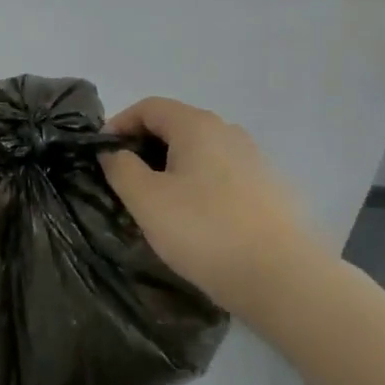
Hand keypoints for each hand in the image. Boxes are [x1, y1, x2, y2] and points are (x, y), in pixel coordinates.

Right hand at [100, 97, 326, 312]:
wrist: (283, 278)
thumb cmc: (204, 231)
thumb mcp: (146, 200)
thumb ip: (121, 168)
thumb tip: (114, 152)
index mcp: (197, 126)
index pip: (149, 107)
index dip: (119, 124)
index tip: (101, 155)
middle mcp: (229, 132)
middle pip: (176, 126)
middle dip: (144, 148)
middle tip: (125, 182)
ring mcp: (254, 159)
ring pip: (200, 152)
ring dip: (172, 168)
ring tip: (157, 203)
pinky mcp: (269, 189)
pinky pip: (222, 175)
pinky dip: (198, 185)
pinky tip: (195, 219)